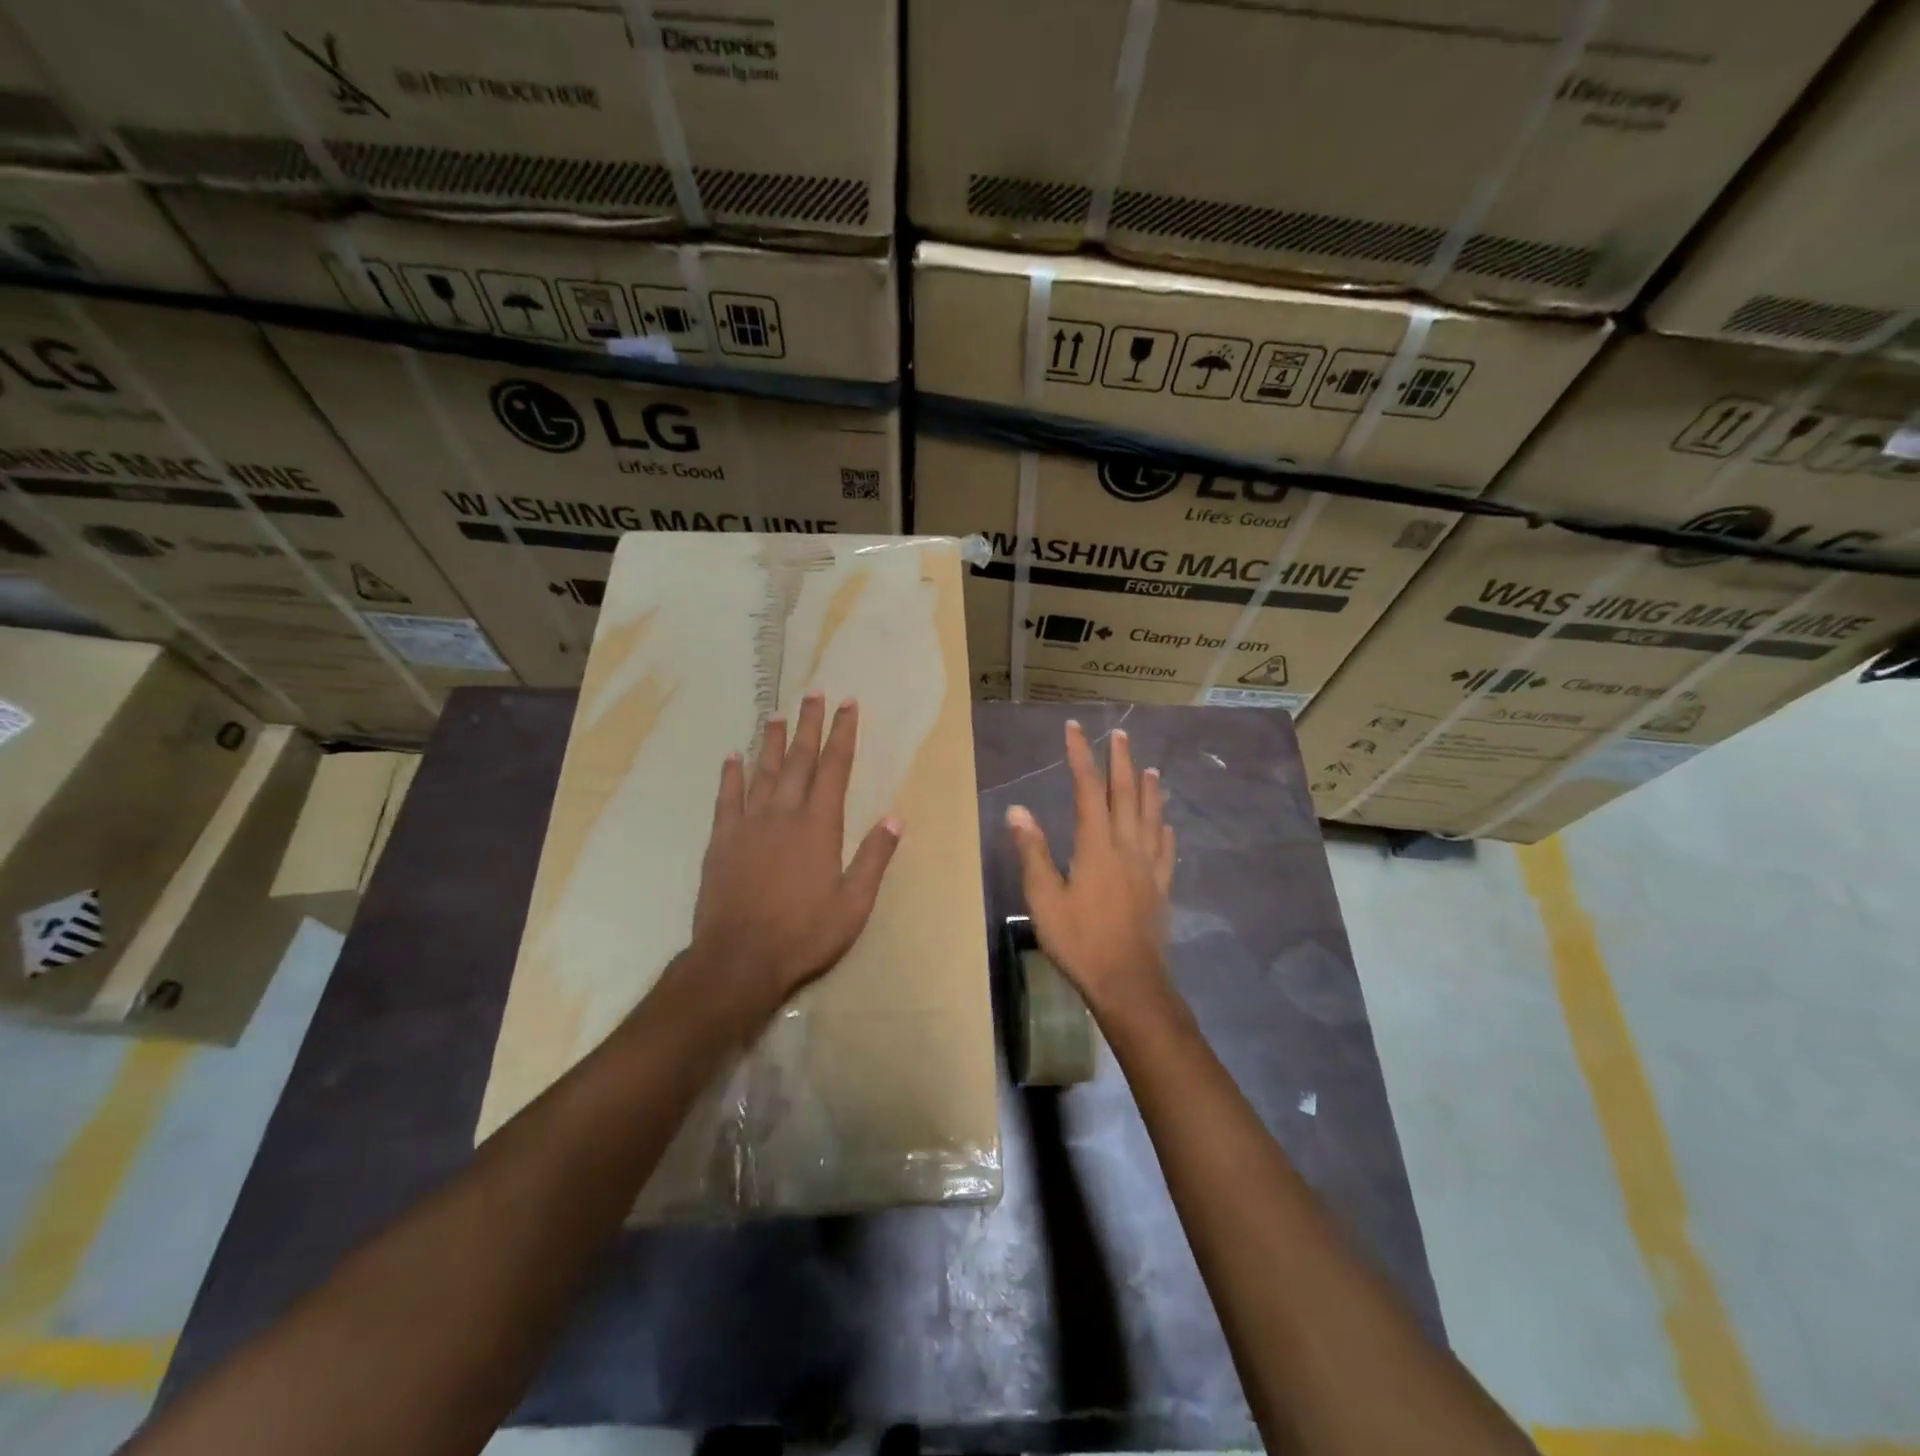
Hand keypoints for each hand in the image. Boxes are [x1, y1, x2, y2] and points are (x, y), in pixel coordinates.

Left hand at [687, 692, 901, 1029]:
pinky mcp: (722, 840)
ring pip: (763, 771)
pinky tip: (732, 756)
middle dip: (809, 725)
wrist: (739, 960)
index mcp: (819, 826)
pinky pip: (727, 798)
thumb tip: (895, 819)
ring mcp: (749, 824)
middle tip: (814, 694)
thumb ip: (873, 858)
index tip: (847, 705)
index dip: (842, 734)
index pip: (835, 769)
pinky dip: (731, 775)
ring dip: (771, 741)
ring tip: (776, 714)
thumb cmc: (804, 934)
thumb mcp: (853, 904)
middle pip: (799, 760)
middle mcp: (784, 814)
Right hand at [1007, 721, 1175, 1014]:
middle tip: (1120, 734)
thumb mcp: (1044, 899)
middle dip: (1120, 761)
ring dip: (1150, 789)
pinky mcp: (1161, 888)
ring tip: (1150, 768)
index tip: (1075, 729)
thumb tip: (1018, 809)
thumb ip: (1033, 852)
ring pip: (1152, 817)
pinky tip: (1168, 826)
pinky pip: (1166, 849)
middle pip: (1126, 794)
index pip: (1088, 789)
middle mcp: (1126, 846)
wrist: (1129, 982)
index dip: (1080, 756)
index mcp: (1096, 845)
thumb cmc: (1080, 941)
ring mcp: (1149, 867)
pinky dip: (1165, 830)